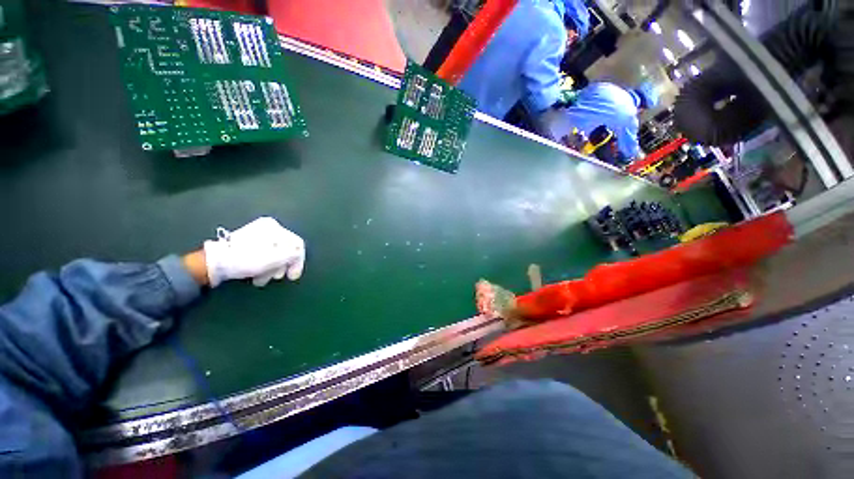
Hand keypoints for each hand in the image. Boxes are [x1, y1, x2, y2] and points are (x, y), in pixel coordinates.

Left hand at [202, 217, 305, 286]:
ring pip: (275, 254)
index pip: (297, 244)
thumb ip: (294, 254)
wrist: (213, 264)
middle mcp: (267, 228)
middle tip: (276, 278)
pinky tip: (256, 274)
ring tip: (261, 279)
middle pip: (286, 250)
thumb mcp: (276, 257)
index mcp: (274, 227)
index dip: (298, 261)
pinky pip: (265, 256)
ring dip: (272, 269)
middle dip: (282, 267)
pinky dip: (264, 267)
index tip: (293, 276)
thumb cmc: (247, 259)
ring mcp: (257, 236)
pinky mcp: (249, 245)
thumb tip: (299, 255)